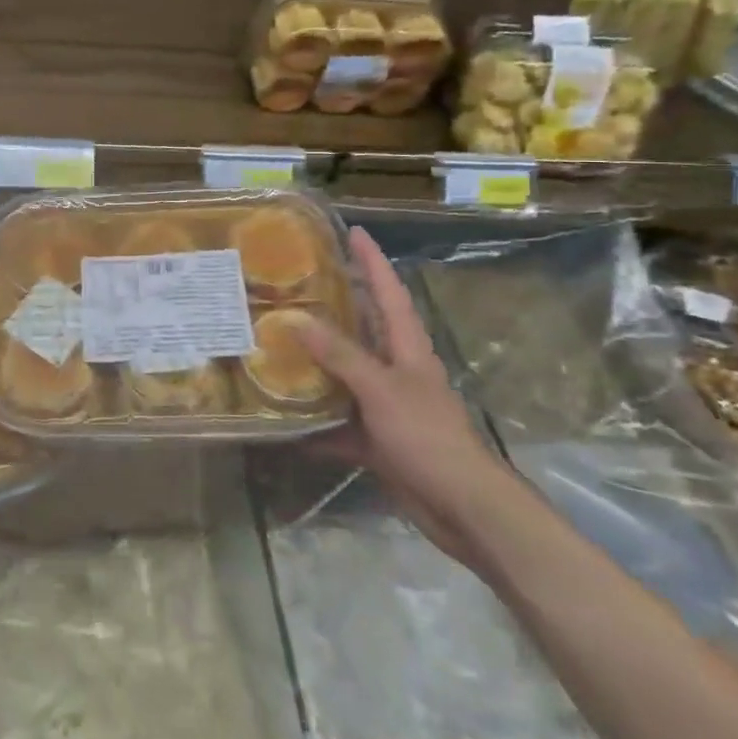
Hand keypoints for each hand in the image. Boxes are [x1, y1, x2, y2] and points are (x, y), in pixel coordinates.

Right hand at [295, 227, 517, 561]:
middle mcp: (395, 369)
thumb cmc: (428, 436)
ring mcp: (386, 405)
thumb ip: (340, 354)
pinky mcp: (376, 439)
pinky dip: (314, 422)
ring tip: (276, 342)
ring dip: (316, 363)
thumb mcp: (381, 389)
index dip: (372, 260)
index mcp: (406, 348)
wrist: (461, 506)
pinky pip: (338, 422)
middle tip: (296, 284)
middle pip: (363, 328)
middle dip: (336, 305)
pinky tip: (283, 421)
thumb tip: (296, 319)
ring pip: (345, 374)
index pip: (389, 291)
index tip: (354, 231)